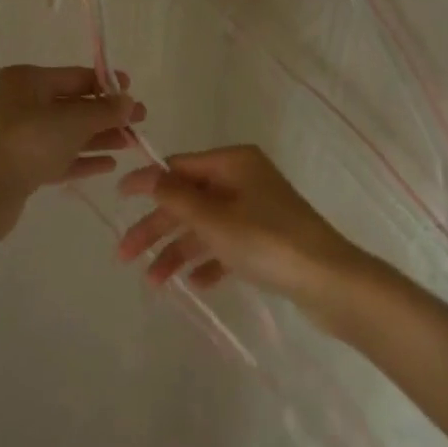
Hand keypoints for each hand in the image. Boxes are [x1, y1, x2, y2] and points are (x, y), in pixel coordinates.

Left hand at [0, 65, 143, 201]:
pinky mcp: (21, 166)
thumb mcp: (72, 121)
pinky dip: (83, 159)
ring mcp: (20, 136)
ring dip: (99, 137)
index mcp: (26, 81)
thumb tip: (128, 101)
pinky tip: (109, 164)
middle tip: (140, 121)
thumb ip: (104, 110)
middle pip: (73, 105)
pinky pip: (59, 157)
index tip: (133, 92)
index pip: (75, 77)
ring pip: (67, 133)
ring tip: (131, 144)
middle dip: (107, 114)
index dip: (106, 84)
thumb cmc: (27, 142)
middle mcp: (21, 103)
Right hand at [115, 145, 369, 316]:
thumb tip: (146, 174)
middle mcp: (244, 180)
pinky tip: (195, 284)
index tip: (117, 198)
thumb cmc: (267, 242)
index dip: (147, 183)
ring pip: (205, 226)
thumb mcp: (213, 219)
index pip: (179, 167)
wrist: (330, 282)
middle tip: (124, 256)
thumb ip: (175, 197)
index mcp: (233, 162)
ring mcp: (257, 210)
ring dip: (178, 251)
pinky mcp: (267, 239)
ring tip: (155, 283)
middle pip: (189, 200)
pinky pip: (227, 245)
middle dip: (157, 227)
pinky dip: (208, 261)